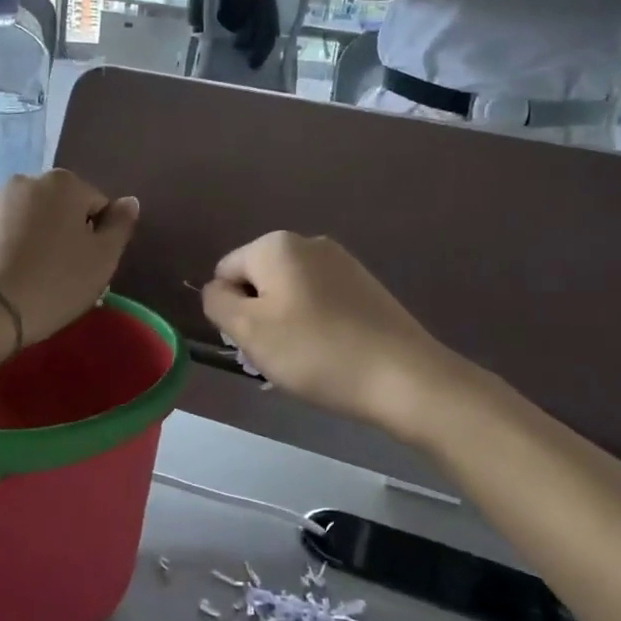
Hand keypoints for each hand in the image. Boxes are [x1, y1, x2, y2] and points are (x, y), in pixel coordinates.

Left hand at [0, 170, 139, 346]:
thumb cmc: (56, 282)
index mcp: (63, 183)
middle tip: (67, 272)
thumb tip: (129, 202)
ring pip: (30, 218)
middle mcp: (26, 180)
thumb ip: (121, 225)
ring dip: (38, 238)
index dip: (99, 236)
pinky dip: (12, 247)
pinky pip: (4, 233)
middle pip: (61, 207)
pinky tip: (12, 276)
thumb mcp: (103, 258)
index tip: (90, 265)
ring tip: (38, 276)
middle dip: (67, 232)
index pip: (97, 205)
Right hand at [201, 232, 462, 432]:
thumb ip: (217, 303)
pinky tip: (329, 356)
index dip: (229, 311)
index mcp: (276, 245)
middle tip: (275, 358)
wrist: (403, 377)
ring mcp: (342, 263)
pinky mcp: (365, 287)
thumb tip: (217, 290)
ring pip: (289, 295)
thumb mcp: (248, 330)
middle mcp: (309, 242)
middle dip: (258, 318)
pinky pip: (320, 303)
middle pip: (259, 281)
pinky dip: (314, 327)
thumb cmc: (315, 351)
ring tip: (304, 362)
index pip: (225, 272)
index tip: (253, 344)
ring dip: (285, 326)